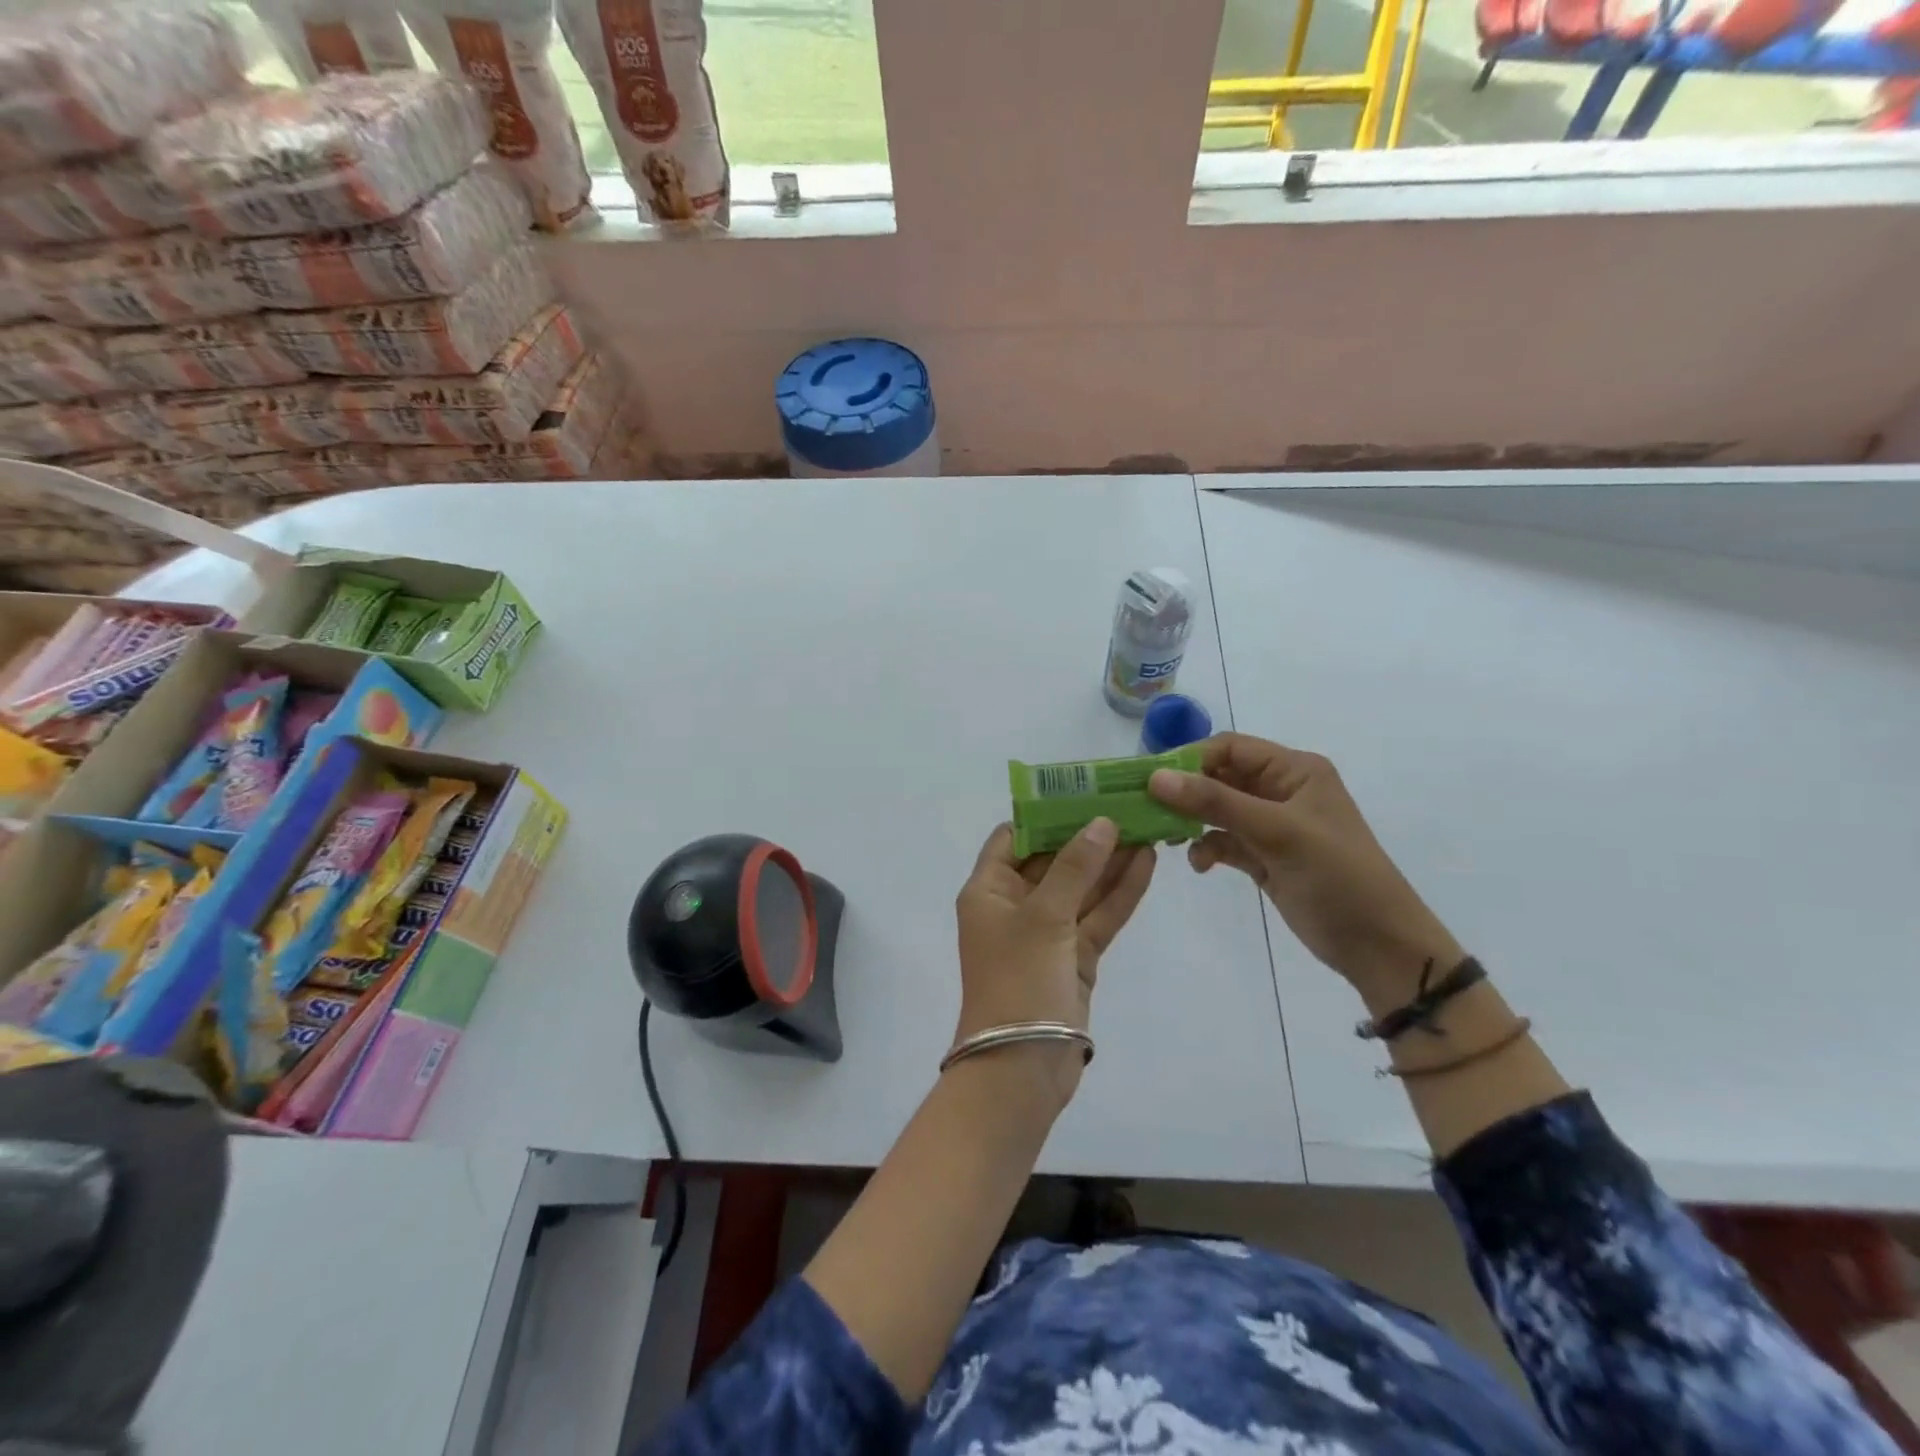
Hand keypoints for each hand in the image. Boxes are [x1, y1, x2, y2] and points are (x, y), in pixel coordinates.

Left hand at [953, 819, 1155, 1102]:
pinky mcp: (1074, 957)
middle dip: (1088, 835)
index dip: (1046, 815)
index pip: (1014, 837)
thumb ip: (1075, 868)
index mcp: (989, 890)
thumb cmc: (1018, 980)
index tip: (1083, 793)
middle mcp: (1015, 905)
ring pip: (1082, 887)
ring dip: (1111, 861)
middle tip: (1128, 803)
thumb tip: (1101, 822)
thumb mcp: (1044, 916)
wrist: (1021, 1068)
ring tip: (1147, 825)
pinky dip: (1120, 893)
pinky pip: (1097, 916)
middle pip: (1054, 860)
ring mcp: (1047, 932)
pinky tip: (1147, 863)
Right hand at [1148, 734, 1461, 1001]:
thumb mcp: (1277, 832)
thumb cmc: (1337, 876)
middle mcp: (1281, 790)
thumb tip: (1155, 778)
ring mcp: (1272, 825)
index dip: (1189, 759)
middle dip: (1184, 792)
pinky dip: (1208, 848)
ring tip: (1167, 838)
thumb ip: (1215, 802)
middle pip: (1219, 777)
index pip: (1230, 748)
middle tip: (1146, 809)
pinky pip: (1224, 841)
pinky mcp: (1265, 856)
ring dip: (1192, 821)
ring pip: (1217, 810)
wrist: (1379, 945)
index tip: (1150, 779)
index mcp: (1294, 770)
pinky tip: (1201, 865)